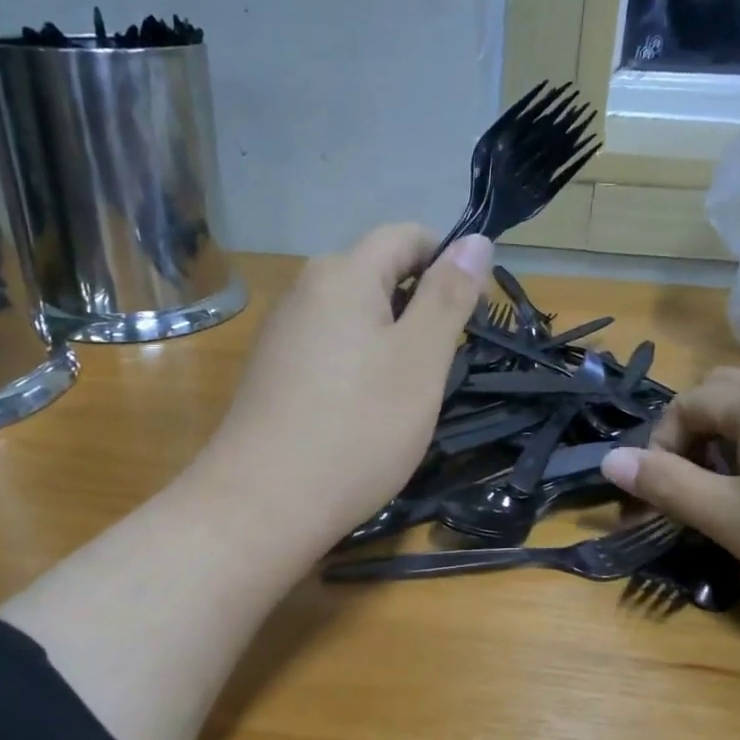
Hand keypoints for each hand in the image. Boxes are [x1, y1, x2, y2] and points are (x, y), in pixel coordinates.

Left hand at [194, 224, 492, 556]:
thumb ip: (449, 295)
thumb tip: (476, 238)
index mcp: (342, 273)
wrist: (263, 504)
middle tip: (439, 365)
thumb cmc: (358, 428)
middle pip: (377, 273)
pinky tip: (362, 413)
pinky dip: (357, 366)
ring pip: (354, 315)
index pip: (406, 235)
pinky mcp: (272, 371)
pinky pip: (329, 347)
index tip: (469, 315)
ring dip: (390, 341)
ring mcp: (282, 332)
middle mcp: (304, 290)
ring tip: (404, 395)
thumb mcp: (421, 359)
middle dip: (419, 307)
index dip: (447, 262)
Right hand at [601, 368, 739, 630]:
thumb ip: (667, 486)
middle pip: (725, 395)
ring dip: (730, 447)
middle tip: (689, 490)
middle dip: (692, 438)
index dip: (659, 446)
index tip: (654, 498)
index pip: (688, 402)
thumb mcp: (733, 521)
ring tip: (733, 501)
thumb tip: (608, 460)